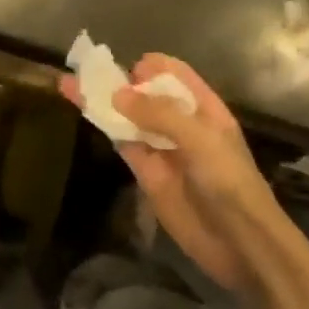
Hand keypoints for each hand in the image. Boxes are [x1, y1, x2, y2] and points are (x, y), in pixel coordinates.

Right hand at [59, 53, 292, 295]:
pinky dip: (104, 126)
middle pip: (146, 93)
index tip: (128, 67)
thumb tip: (117, 94)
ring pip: (129, 117)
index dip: (151, 66)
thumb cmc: (229, 181)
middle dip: (120, 79)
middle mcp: (181, 122)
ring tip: (70, 82)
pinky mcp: (146, 173)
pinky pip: (123, 142)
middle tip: (86, 68)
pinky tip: (83, 110)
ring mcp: (162, 147)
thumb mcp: (200, 139)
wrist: (239, 242)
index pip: (174, 74)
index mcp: (203, 106)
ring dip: (103, 100)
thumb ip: (160, 114)